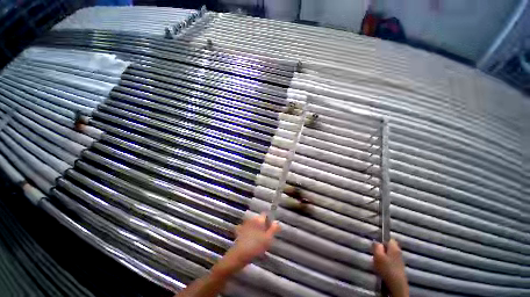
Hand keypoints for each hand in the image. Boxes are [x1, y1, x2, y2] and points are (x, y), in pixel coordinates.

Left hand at [213, 213, 280, 276]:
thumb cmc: (255, 246)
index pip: (265, 215)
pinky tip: (249, 238)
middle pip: (259, 219)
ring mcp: (244, 225)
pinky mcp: (239, 232)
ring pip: (252, 224)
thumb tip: (277, 222)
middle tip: (266, 235)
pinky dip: (248, 232)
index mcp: (258, 220)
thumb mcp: (268, 239)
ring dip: (255, 228)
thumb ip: (273, 229)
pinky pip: (245, 229)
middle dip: (262, 225)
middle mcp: (251, 220)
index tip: (272, 228)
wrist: (239, 255)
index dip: (269, 220)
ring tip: (259, 238)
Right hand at [373, 239, 408, 296]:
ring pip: (391, 253)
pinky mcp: (399, 267)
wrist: (397, 284)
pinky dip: (387, 261)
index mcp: (394, 247)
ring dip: (384, 255)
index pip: (389, 238)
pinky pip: (392, 260)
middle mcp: (398, 252)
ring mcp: (400, 260)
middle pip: (390, 246)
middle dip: (383, 248)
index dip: (382, 240)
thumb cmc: (386, 268)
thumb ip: (376, 246)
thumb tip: (376, 242)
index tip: (376, 244)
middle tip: (376, 252)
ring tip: (378, 260)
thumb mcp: (378, 255)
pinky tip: (383, 266)